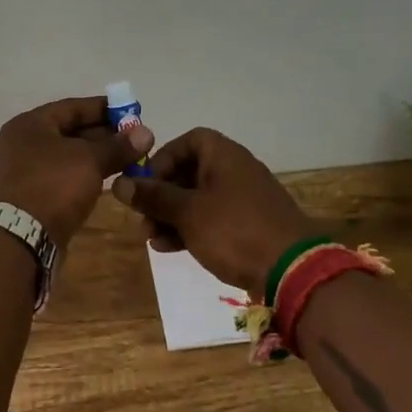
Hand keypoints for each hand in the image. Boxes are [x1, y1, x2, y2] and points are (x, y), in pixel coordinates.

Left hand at [0, 95, 155, 248]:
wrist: (17, 239)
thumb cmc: (52, 186)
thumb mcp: (89, 160)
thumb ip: (117, 146)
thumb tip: (145, 132)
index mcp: (30, 124)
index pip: (72, 107)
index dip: (104, 108)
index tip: (132, 112)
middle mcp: (21, 144)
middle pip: (68, 132)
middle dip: (103, 135)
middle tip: (135, 141)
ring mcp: (22, 173)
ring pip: (66, 158)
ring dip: (95, 158)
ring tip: (127, 162)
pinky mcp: (28, 199)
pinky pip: (60, 179)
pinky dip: (82, 177)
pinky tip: (104, 182)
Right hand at [110, 127, 319, 299]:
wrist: (293, 270)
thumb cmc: (234, 231)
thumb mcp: (187, 213)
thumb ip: (152, 196)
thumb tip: (119, 183)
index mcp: (223, 155)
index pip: (187, 141)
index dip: (162, 159)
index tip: (145, 184)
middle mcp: (235, 169)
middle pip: (189, 171)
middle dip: (161, 195)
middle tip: (143, 218)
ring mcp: (245, 198)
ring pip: (198, 198)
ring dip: (172, 215)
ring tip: (153, 240)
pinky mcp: (250, 224)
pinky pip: (213, 218)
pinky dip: (191, 228)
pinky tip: (172, 249)